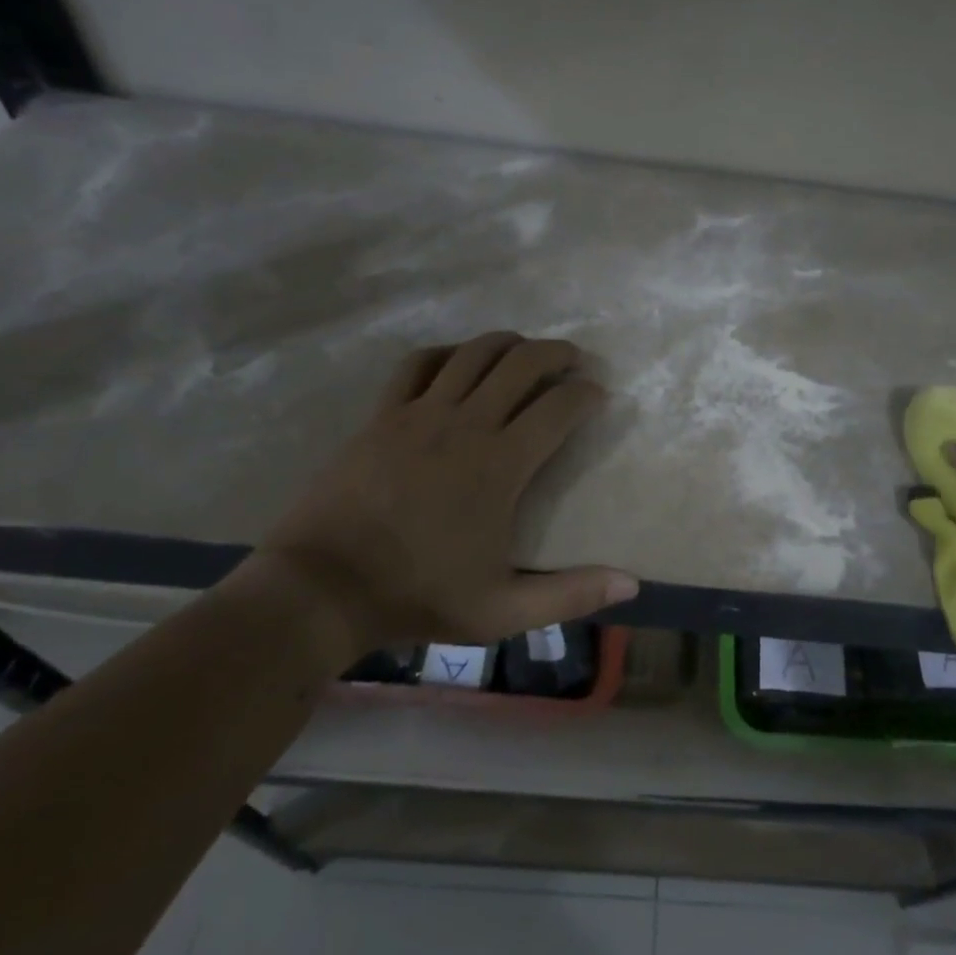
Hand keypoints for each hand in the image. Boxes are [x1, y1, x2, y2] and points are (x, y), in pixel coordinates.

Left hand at [246, 332, 637, 664]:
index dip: (587, 394)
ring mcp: (419, 414)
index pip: (558, 407)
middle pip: (521, 363)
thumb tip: (632, 586)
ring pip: (473, 353)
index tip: (599, 395)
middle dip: (556, 353)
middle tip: (574, 360)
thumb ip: (570, 595)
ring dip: (508, 343)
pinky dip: (447, 353)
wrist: (323, 588)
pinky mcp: (382, 416)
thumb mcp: (503, 611)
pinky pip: (418, 364)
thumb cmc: (418, 596)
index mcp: (500, 465)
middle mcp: (465, 425)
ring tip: (525, 350)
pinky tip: (457, 361)